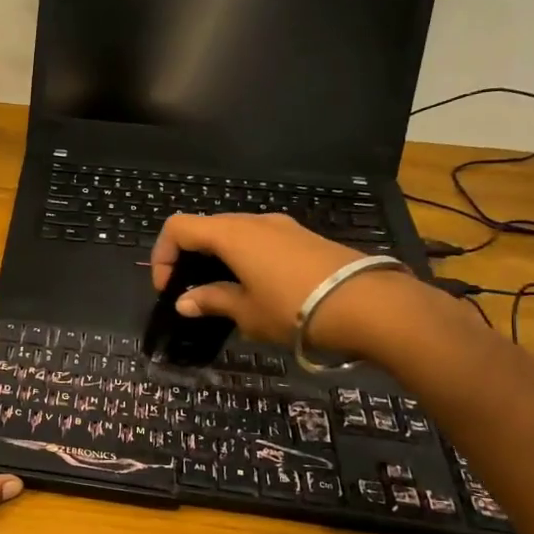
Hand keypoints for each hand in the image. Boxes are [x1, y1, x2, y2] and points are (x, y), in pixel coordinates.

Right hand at [150, 213, 395, 349]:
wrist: (370, 306)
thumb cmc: (295, 308)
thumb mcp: (247, 312)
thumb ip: (212, 301)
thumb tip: (185, 302)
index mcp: (231, 235)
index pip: (178, 227)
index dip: (163, 255)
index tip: (168, 289)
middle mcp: (254, 221)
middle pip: (206, 227)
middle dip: (189, 256)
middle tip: (191, 292)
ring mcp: (283, 227)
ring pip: (235, 233)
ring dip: (219, 258)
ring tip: (225, 293)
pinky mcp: (305, 238)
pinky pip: (261, 241)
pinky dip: (245, 258)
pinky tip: (258, 289)